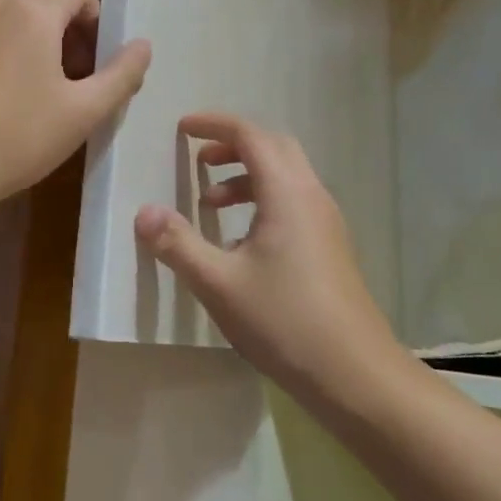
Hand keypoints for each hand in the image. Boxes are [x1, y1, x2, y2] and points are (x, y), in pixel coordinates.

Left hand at [0, 0, 150, 217]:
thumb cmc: (17, 138)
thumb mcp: (83, 112)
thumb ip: (121, 74)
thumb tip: (143, 45)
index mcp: (32, 12)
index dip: (96, 21)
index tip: (97, 62)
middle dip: (66, 27)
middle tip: (74, 75)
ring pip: (8, 17)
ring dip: (33, 38)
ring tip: (38, 89)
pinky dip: (0, 52)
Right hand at [134, 112, 400, 404]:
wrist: (356, 376)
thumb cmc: (285, 321)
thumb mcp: (220, 283)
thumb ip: (178, 244)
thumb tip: (144, 212)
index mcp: (287, 193)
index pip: (251, 135)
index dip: (214, 124)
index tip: (182, 128)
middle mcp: (311, 196)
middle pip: (273, 147)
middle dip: (232, 145)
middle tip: (198, 161)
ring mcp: (326, 222)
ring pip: (285, 176)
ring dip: (247, 176)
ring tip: (211, 204)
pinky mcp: (330, 247)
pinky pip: (294, 202)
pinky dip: (263, 201)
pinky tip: (240, 243)